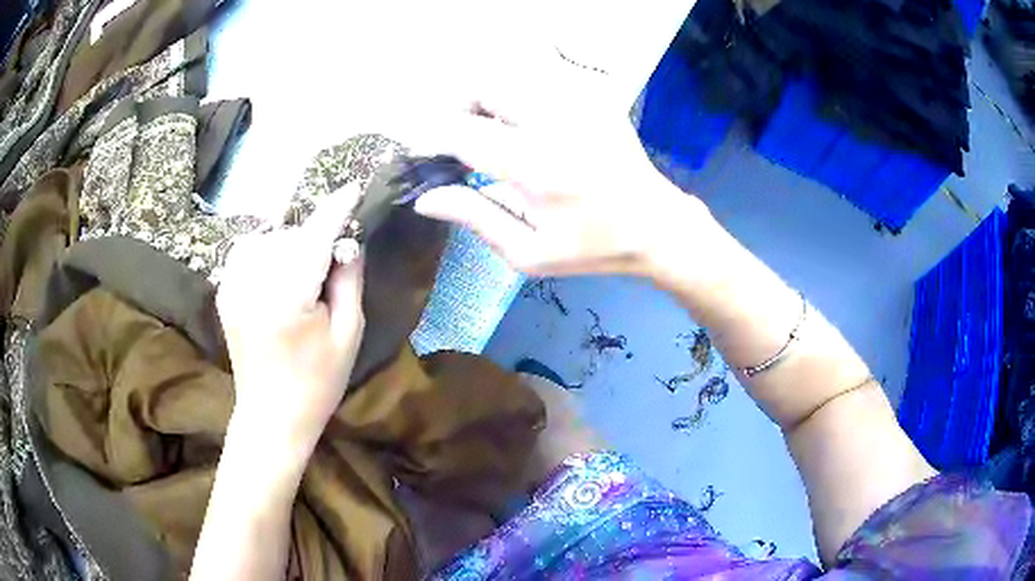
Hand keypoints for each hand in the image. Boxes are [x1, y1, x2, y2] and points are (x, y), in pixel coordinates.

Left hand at [216, 187, 364, 446]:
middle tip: (331, 263)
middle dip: (314, 238)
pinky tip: (277, 269)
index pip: (314, 237)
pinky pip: (245, 250)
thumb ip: (349, 281)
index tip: (353, 188)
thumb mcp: (348, 335)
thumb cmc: (317, 383)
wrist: (271, 417)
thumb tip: (348, 242)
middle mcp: (254, 284)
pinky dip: (264, 249)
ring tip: (302, 270)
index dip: (335, 210)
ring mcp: (233, 287)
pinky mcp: (224, 293)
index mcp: (288, 299)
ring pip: (266, 238)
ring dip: (289, 242)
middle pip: (290, 235)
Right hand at [410, 102, 710, 278]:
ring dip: (490, 100)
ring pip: (510, 77)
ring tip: (496, 133)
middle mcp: (555, 123)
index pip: (463, 132)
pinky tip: (531, 128)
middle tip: (464, 139)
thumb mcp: (529, 253)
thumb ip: (475, 218)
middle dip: (461, 108)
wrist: (655, 225)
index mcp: (537, 168)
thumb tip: (426, 198)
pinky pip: (539, 82)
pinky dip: (521, 99)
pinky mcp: (593, 97)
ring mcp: (579, 103)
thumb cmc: (591, 248)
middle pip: (484, 86)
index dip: (437, 139)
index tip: (435, 155)